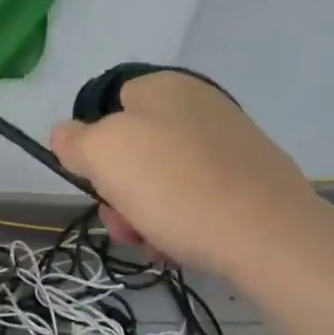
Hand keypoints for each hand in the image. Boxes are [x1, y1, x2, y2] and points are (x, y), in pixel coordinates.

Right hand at [49, 72, 317, 280]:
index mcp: (162, 86)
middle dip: (118, 192)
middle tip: (123, 224)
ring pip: (162, 179)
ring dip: (144, 213)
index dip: (93, 147)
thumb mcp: (102, 155)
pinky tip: (179, 248)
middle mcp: (198, 104)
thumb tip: (66, 134)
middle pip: (134, 149)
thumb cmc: (173, 186)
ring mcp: (228, 141)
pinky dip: (180, 220)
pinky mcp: (250, 178)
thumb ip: (74, 140)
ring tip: (152, 245)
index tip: (96, 183)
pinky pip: (196, 196)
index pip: (106, 107)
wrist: (268, 234)